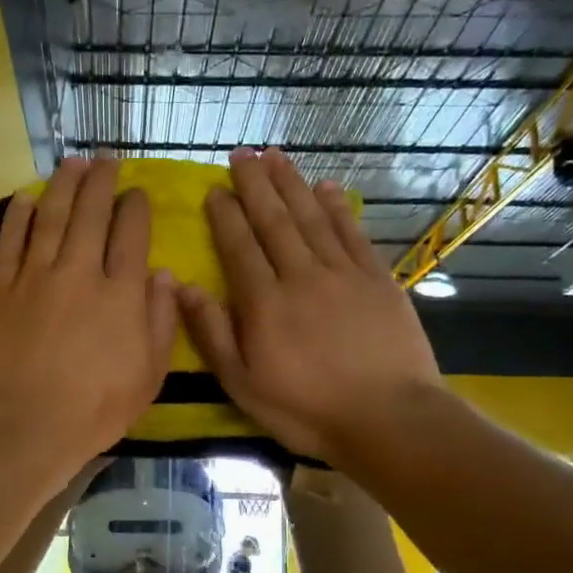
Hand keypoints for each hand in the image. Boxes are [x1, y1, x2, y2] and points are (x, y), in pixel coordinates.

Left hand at [0, 158, 176, 466]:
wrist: (23, 424)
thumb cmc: (94, 409)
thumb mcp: (148, 375)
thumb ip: (161, 322)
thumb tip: (166, 276)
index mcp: (120, 294)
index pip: (131, 235)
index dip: (135, 208)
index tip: (137, 192)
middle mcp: (79, 273)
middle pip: (91, 214)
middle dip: (101, 182)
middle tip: (105, 160)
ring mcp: (36, 277)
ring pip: (50, 217)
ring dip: (63, 186)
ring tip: (72, 163)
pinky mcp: (1, 289)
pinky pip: (10, 242)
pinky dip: (18, 216)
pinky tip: (25, 198)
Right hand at [177, 148, 441, 464]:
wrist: (389, 419)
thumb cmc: (307, 410)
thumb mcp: (243, 385)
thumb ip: (213, 333)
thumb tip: (183, 286)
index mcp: (265, 303)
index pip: (239, 246)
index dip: (225, 214)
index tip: (214, 189)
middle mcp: (301, 275)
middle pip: (274, 220)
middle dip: (255, 184)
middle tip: (242, 153)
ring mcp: (343, 273)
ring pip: (312, 217)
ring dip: (292, 184)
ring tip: (275, 156)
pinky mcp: (378, 279)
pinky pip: (352, 232)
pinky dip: (337, 207)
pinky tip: (326, 187)